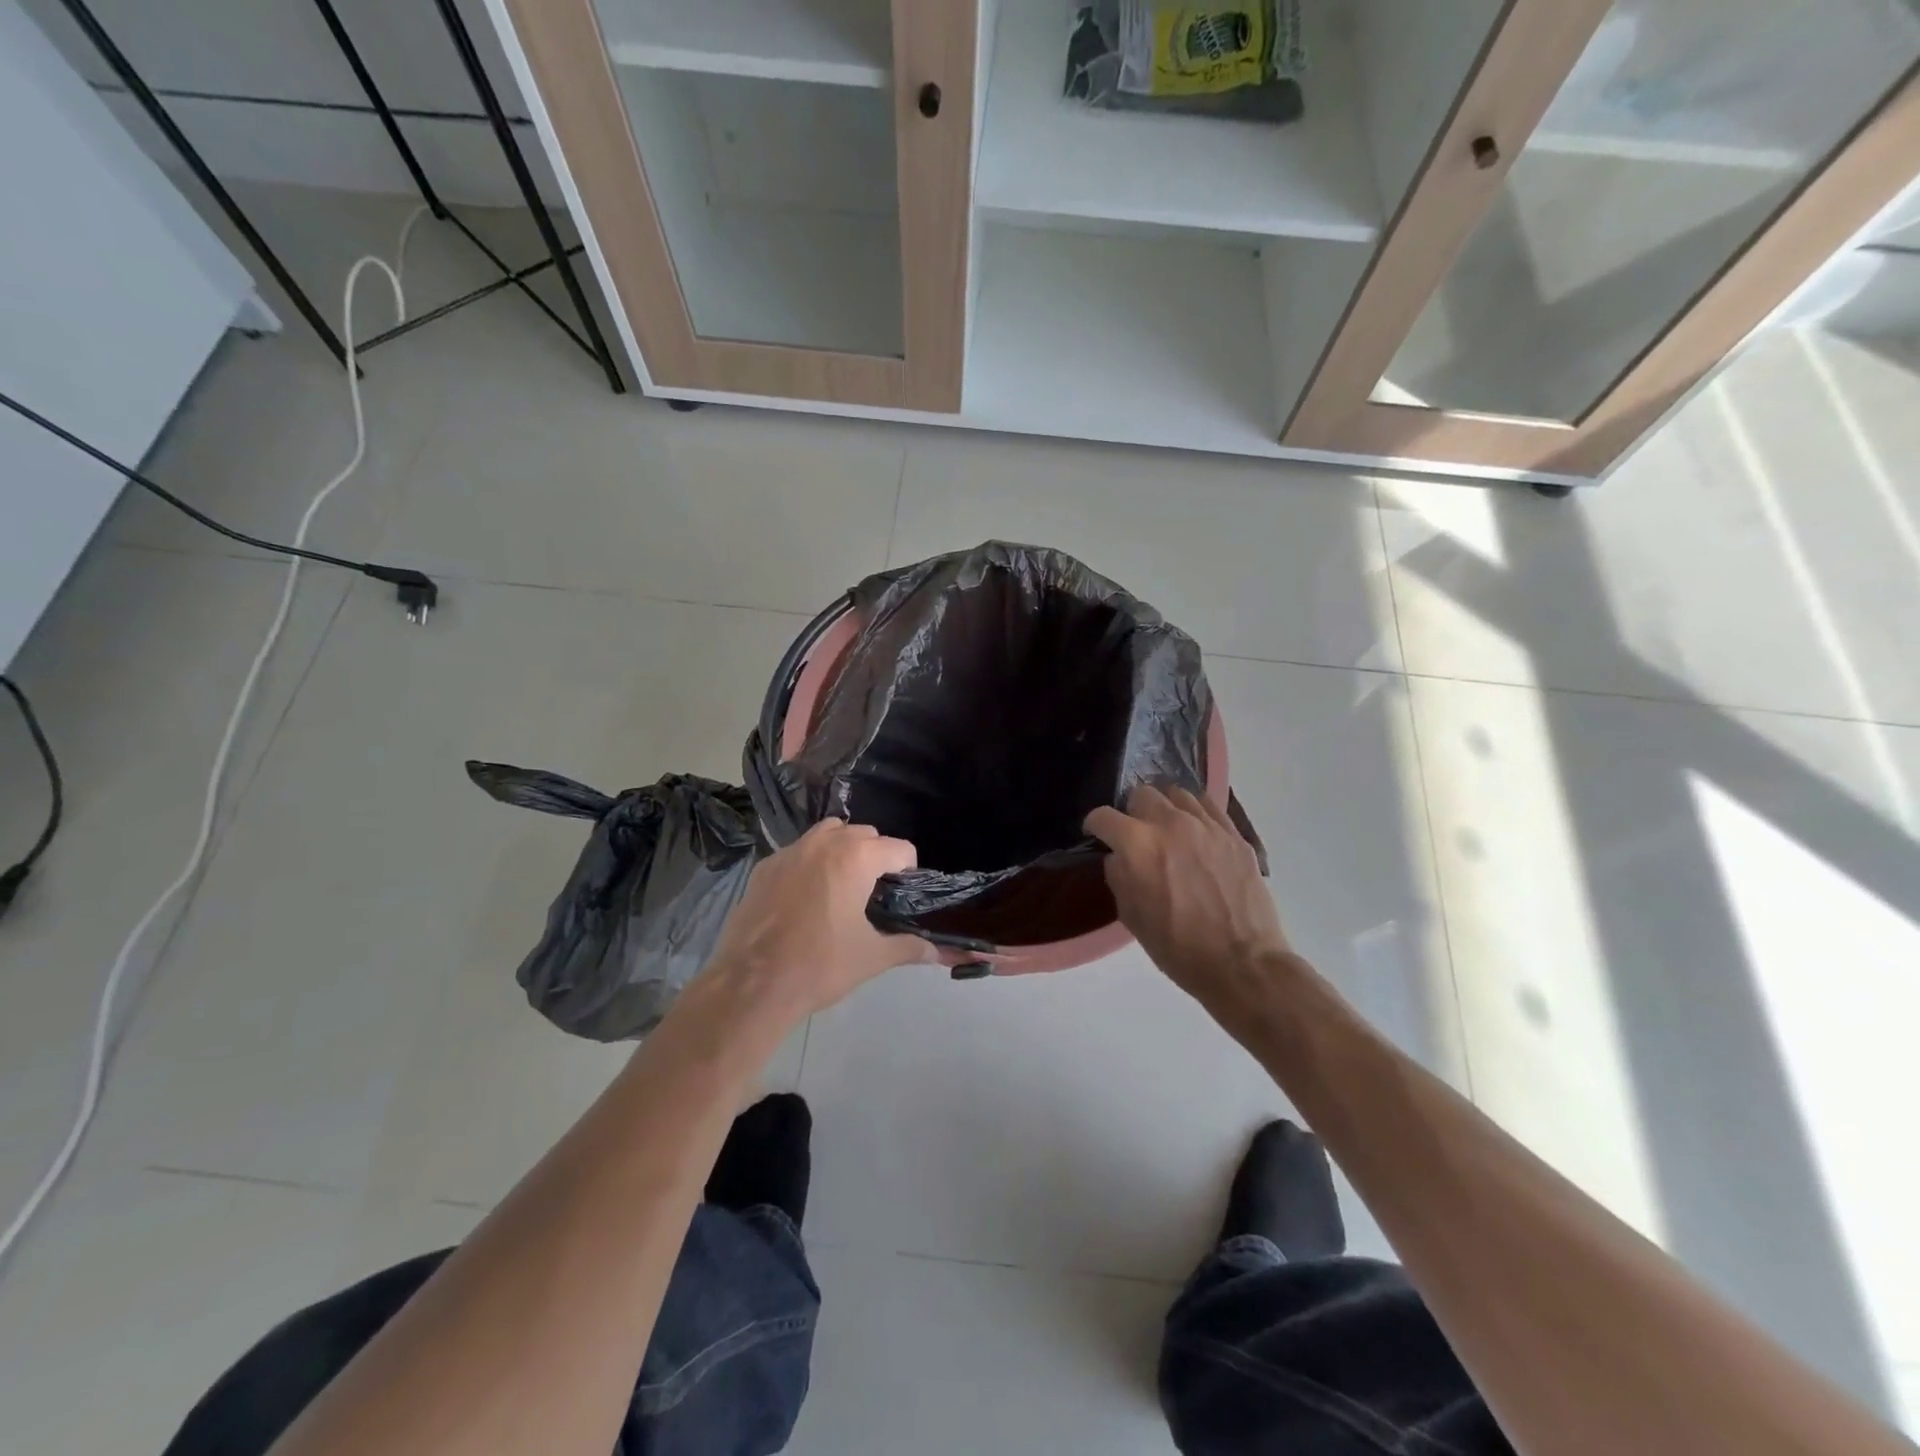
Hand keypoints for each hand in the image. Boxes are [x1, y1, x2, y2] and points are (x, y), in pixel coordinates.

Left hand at [705, 819, 935, 1017]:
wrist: (751, 985)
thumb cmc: (820, 966)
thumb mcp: (872, 957)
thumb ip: (909, 947)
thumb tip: (940, 953)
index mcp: (856, 858)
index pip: (899, 848)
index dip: (909, 870)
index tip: (903, 894)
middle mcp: (824, 843)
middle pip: (865, 834)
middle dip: (876, 856)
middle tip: (875, 893)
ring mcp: (790, 851)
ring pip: (828, 833)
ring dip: (843, 850)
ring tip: (842, 886)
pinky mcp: (764, 866)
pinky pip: (798, 851)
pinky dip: (810, 863)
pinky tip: (805, 897)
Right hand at [1085, 786, 1291, 1006]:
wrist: (1241, 963)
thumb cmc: (1177, 946)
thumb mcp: (1131, 917)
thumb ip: (1118, 877)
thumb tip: (1118, 857)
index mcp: (1137, 844)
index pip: (1103, 816)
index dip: (1095, 826)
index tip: (1097, 835)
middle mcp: (1170, 823)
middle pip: (1142, 794)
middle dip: (1132, 812)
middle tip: (1136, 835)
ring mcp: (1206, 825)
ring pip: (1177, 794)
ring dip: (1165, 809)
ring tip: (1168, 830)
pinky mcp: (1234, 834)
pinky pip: (1209, 806)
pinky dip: (1195, 813)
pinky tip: (1196, 832)